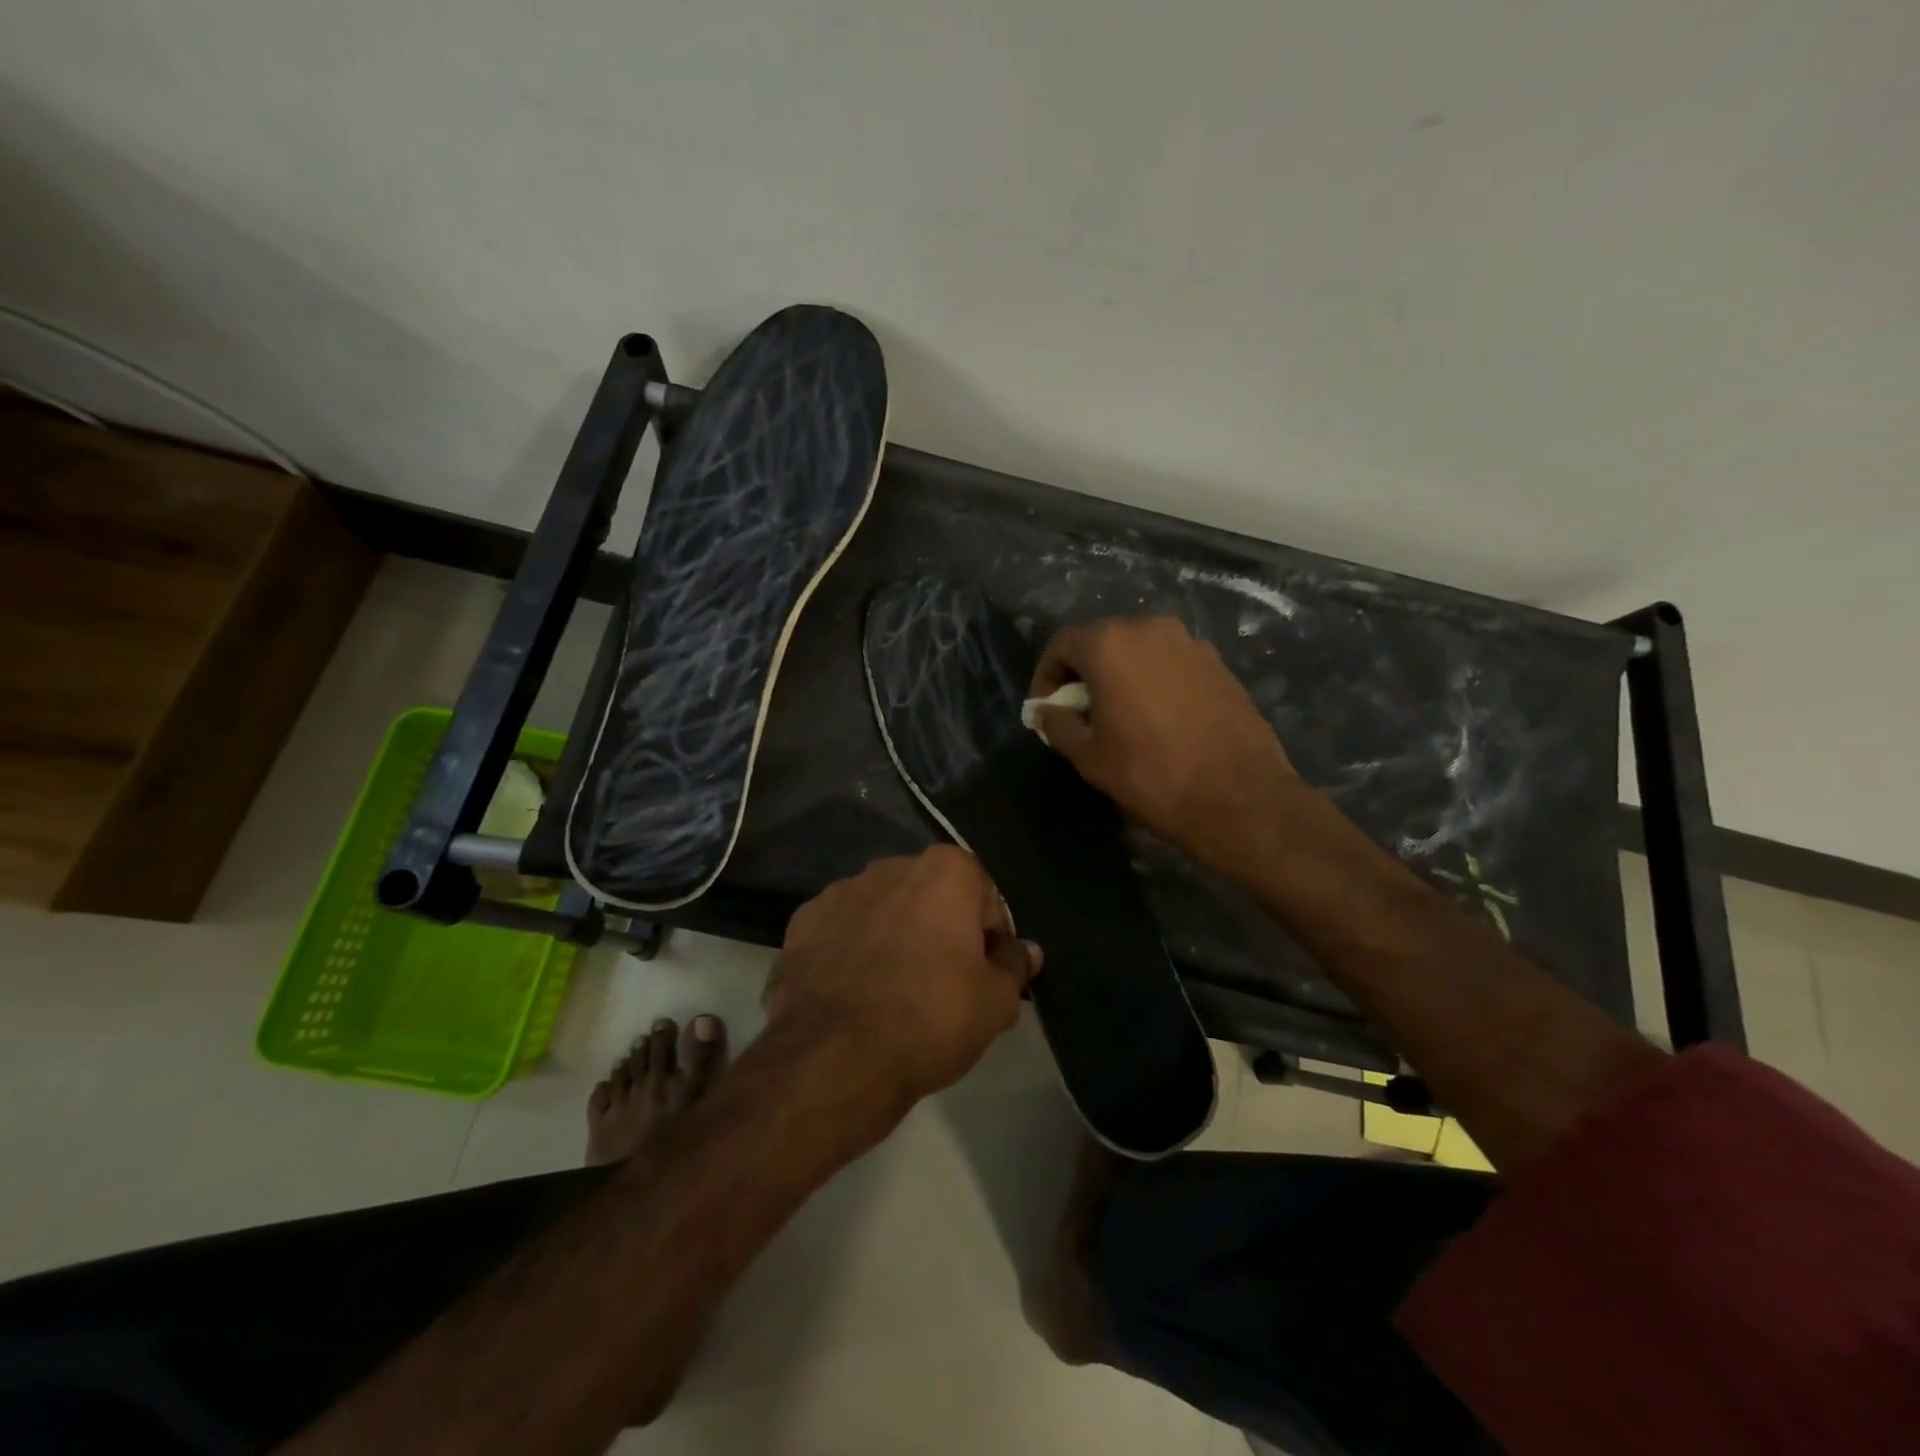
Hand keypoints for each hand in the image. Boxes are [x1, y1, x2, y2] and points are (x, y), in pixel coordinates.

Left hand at [765, 847, 1040, 1103]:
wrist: (835, 1059)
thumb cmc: (931, 1018)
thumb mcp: (995, 1002)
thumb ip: (1014, 966)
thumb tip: (1026, 951)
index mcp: (944, 870)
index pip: (984, 898)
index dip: (991, 938)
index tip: (986, 974)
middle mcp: (890, 867)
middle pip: (931, 897)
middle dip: (940, 930)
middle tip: (944, 984)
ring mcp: (840, 892)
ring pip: (883, 912)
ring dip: (894, 938)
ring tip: (894, 993)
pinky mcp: (801, 924)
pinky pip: (842, 932)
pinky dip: (852, 953)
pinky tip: (856, 995)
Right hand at [1030, 617, 1303, 874]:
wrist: (1238, 796)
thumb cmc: (1150, 774)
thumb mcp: (1088, 756)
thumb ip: (1057, 724)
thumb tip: (1045, 711)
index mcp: (1110, 644)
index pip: (1062, 643)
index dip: (1046, 675)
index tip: (1044, 708)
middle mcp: (1150, 628)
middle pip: (1102, 640)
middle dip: (1084, 672)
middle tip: (1078, 711)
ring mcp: (1189, 642)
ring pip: (1139, 650)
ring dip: (1120, 675)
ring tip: (1119, 715)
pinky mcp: (1218, 662)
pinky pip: (1170, 662)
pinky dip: (1153, 680)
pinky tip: (1157, 718)